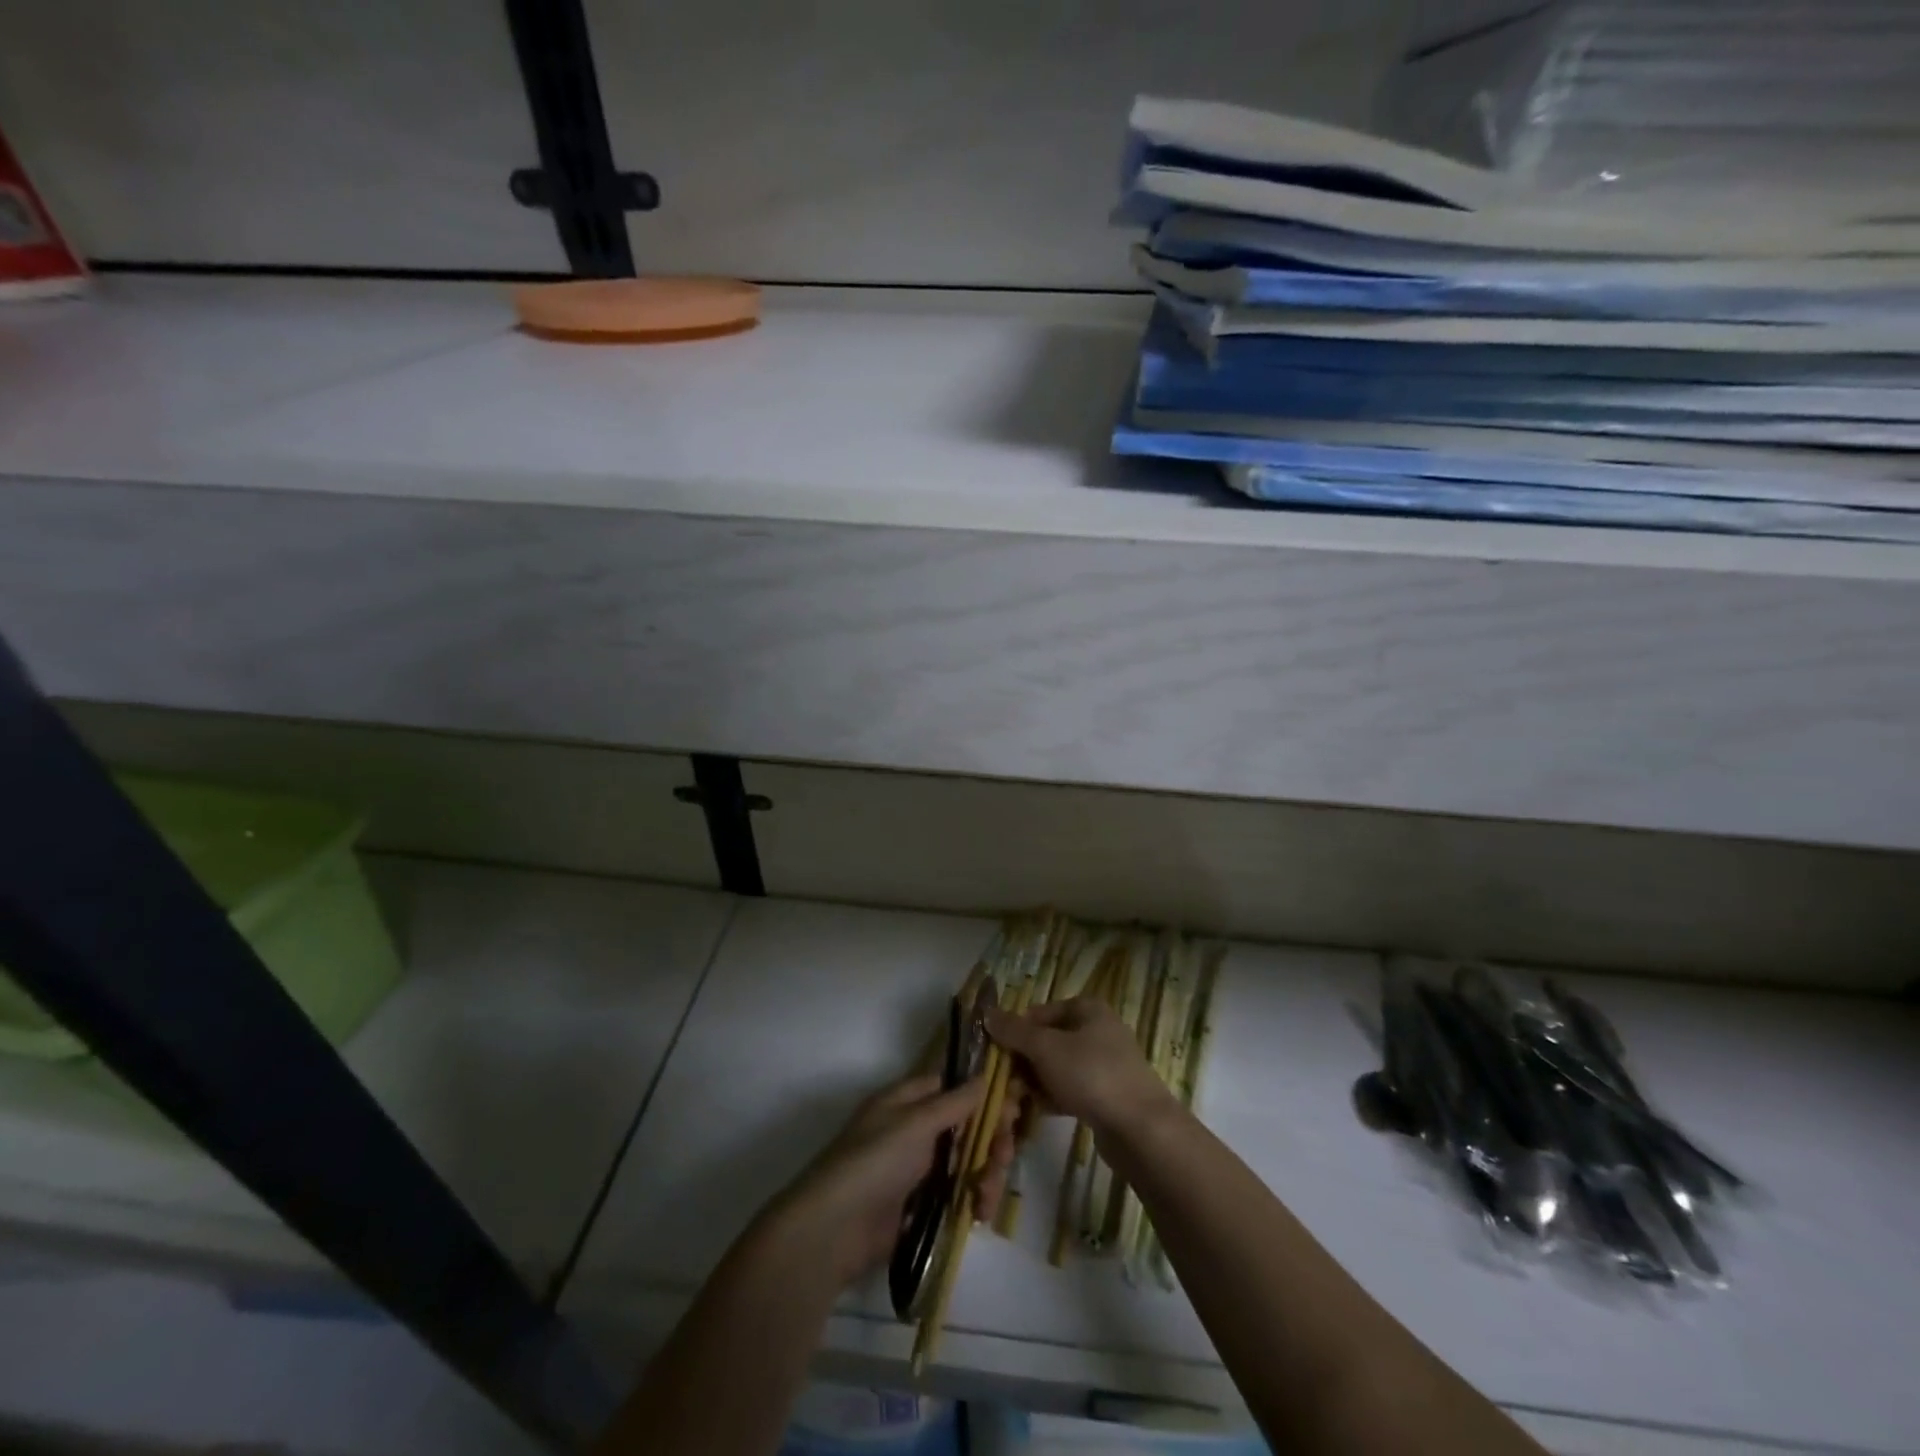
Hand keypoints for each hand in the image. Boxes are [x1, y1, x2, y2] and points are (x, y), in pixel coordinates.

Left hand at [770, 1074, 1014, 1286]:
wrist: (834, 1230)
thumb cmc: (874, 1161)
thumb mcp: (915, 1124)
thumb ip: (954, 1102)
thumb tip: (984, 1075)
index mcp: (907, 1101)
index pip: (952, 1086)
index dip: (982, 1093)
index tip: (1014, 1102)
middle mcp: (915, 1130)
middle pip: (966, 1125)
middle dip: (990, 1138)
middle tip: (1003, 1153)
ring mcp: (919, 1169)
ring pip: (968, 1161)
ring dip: (986, 1174)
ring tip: (987, 1196)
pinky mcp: (923, 1206)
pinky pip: (959, 1193)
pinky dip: (974, 1199)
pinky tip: (980, 1212)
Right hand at [984, 998, 1178, 1136]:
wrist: (1141, 1128)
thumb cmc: (1090, 1075)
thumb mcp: (1045, 1048)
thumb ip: (1014, 1032)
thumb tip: (987, 1014)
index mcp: (1087, 1009)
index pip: (1040, 1012)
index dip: (1016, 1031)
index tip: (997, 1055)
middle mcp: (1098, 1030)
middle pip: (1048, 1041)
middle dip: (1024, 1062)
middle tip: (1005, 1085)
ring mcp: (1105, 1064)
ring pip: (1058, 1068)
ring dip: (1035, 1083)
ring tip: (1017, 1103)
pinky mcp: (1108, 1095)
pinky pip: (1072, 1089)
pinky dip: (1054, 1098)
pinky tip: (1039, 1112)